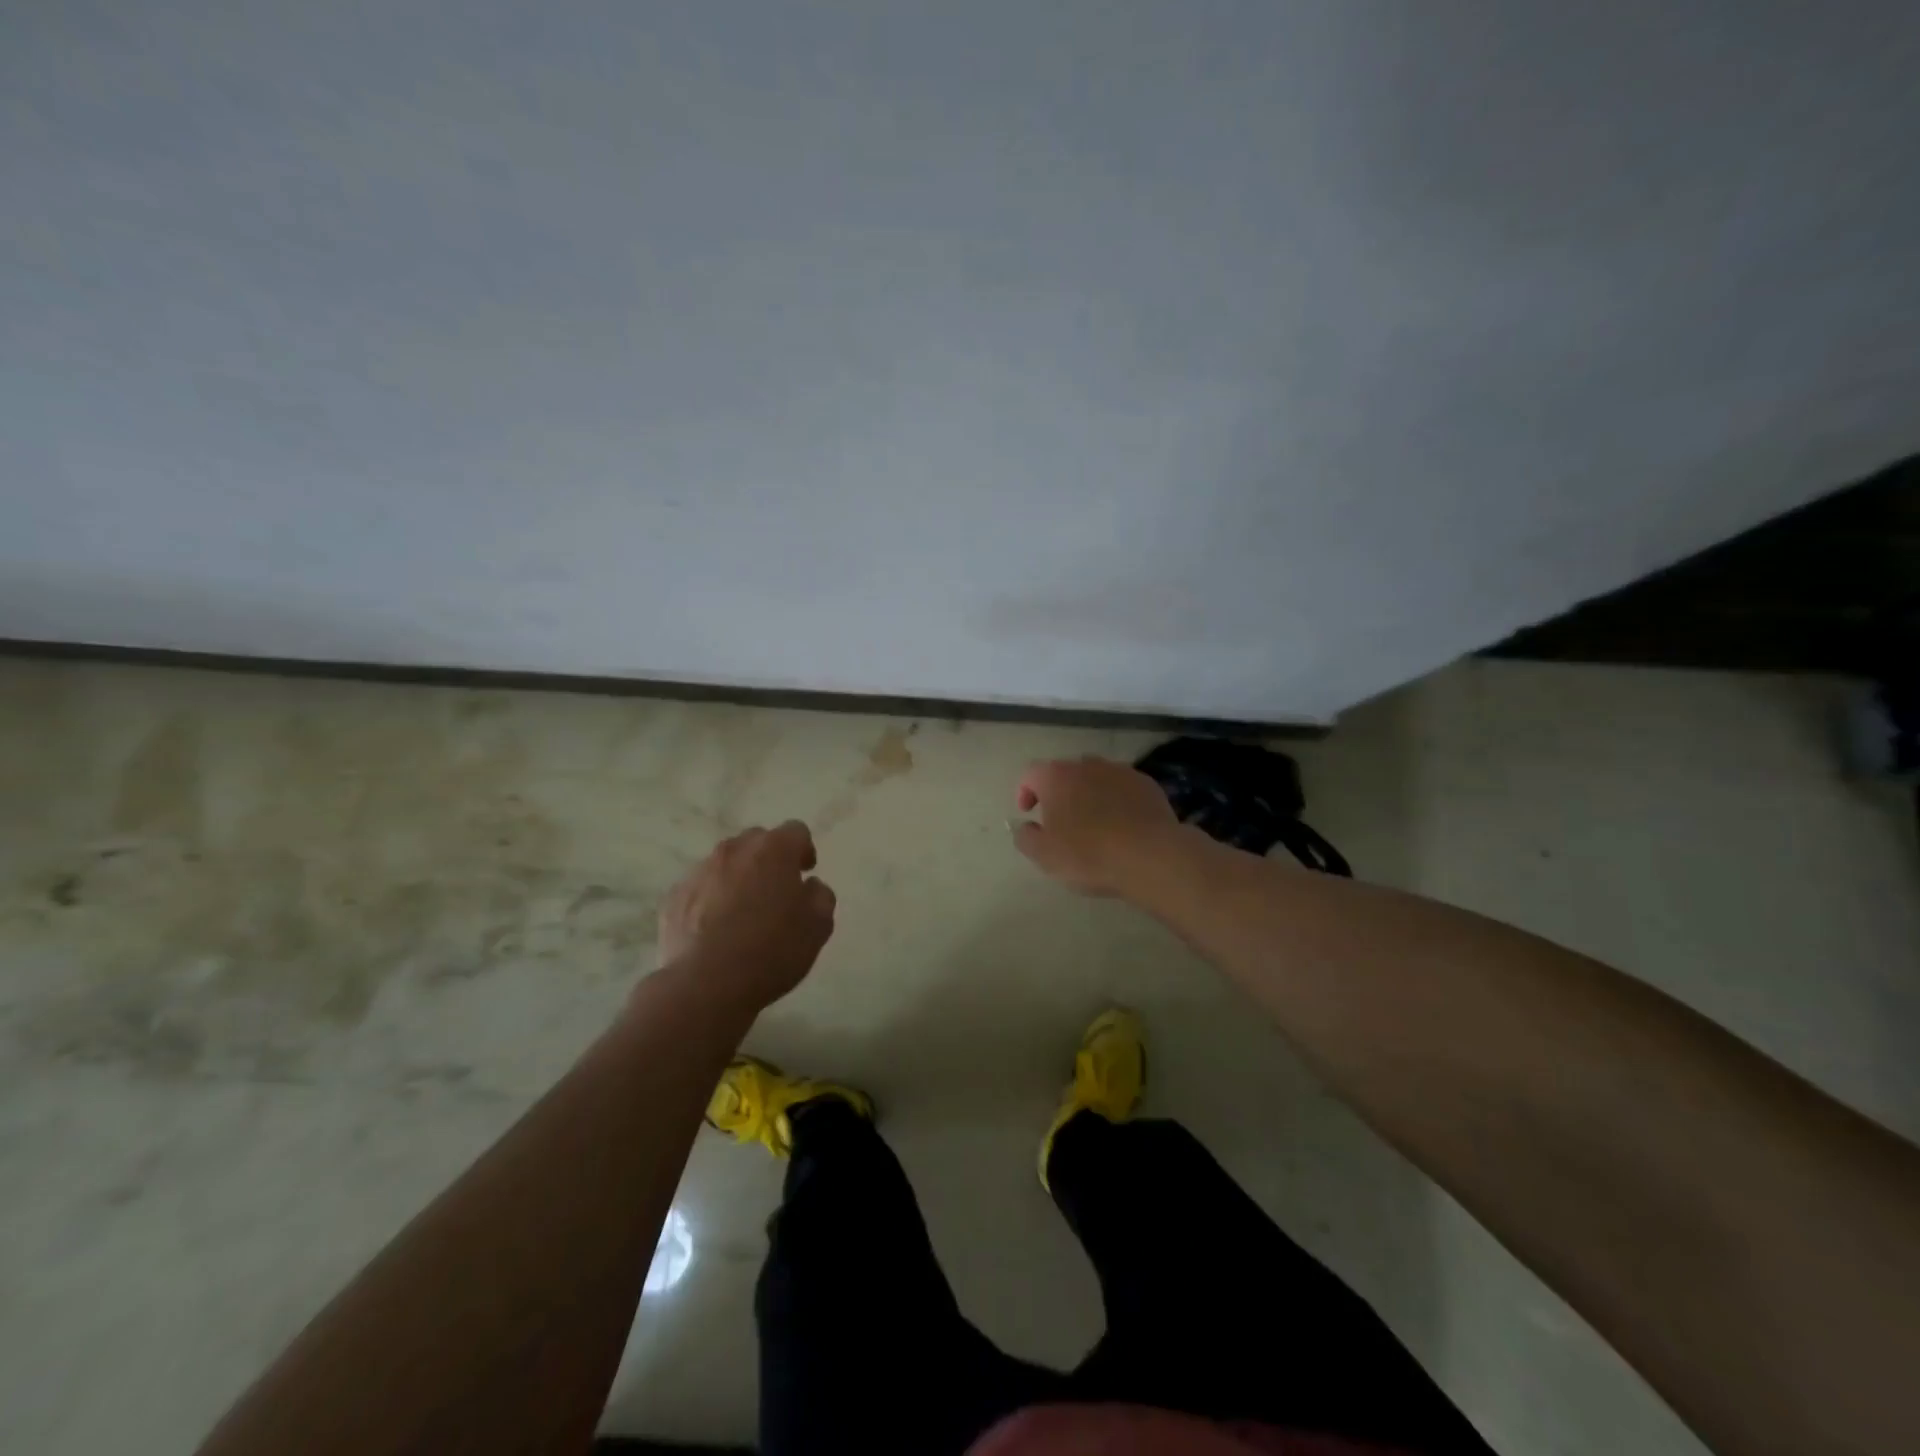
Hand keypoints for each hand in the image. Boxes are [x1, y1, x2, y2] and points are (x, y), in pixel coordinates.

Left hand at [657, 821, 836, 1009]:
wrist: (706, 983)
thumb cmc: (773, 949)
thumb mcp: (818, 926)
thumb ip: (820, 896)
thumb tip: (810, 886)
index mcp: (774, 850)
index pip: (796, 831)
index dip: (804, 850)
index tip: (805, 873)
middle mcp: (734, 850)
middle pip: (756, 841)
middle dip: (768, 859)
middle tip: (776, 891)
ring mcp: (699, 872)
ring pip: (724, 864)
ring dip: (737, 878)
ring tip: (742, 914)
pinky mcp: (673, 898)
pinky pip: (699, 889)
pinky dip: (709, 900)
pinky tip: (714, 931)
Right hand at [1012, 757, 1182, 896]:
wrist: (1151, 856)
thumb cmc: (1089, 854)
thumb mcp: (1044, 855)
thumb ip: (1025, 837)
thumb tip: (1024, 826)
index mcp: (1056, 777)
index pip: (1030, 774)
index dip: (1024, 792)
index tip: (1028, 813)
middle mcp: (1087, 765)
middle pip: (1065, 773)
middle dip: (1059, 793)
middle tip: (1060, 821)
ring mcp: (1120, 771)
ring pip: (1096, 778)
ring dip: (1089, 795)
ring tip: (1093, 823)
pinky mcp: (1147, 784)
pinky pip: (1123, 788)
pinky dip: (1116, 801)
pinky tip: (1122, 825)